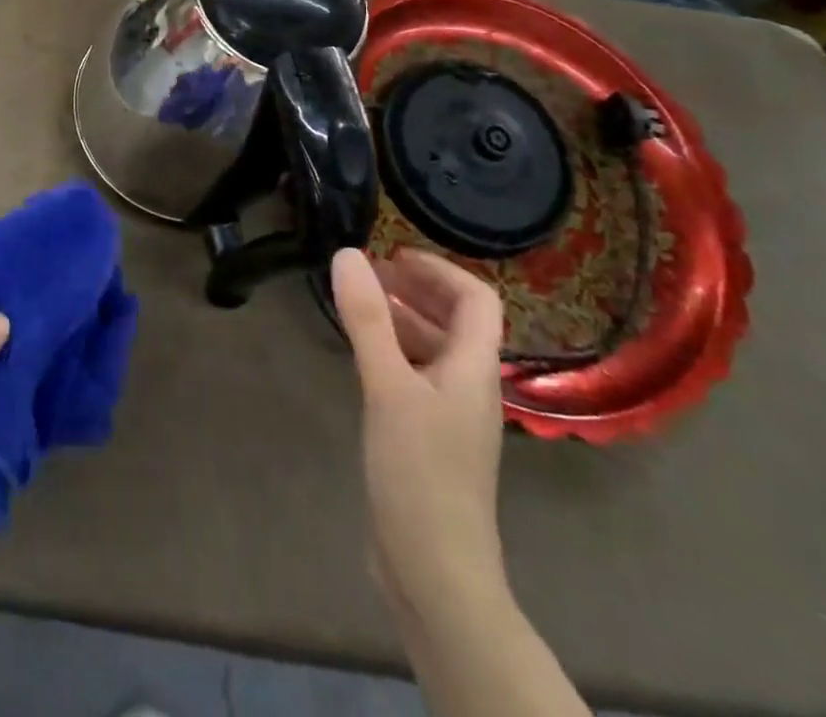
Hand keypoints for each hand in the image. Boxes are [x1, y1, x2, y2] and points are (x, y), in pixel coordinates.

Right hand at [332, 248, 508, 629]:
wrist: (435, 571)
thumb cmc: (421, 471)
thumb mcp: (388, 387)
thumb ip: (368, 320)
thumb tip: (348, 254)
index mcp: (474, 368)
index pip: (476, 299)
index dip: (440, 270)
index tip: (393, 255)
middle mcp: (469, 386)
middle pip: (455, 322)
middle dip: (415, 290)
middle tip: (367, 273)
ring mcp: (451, 415)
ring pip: (433, 349)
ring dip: (402, 319)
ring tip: (359, 304)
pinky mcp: (429, 439)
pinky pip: (416, 376)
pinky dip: (393, 352)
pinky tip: (362, 355)